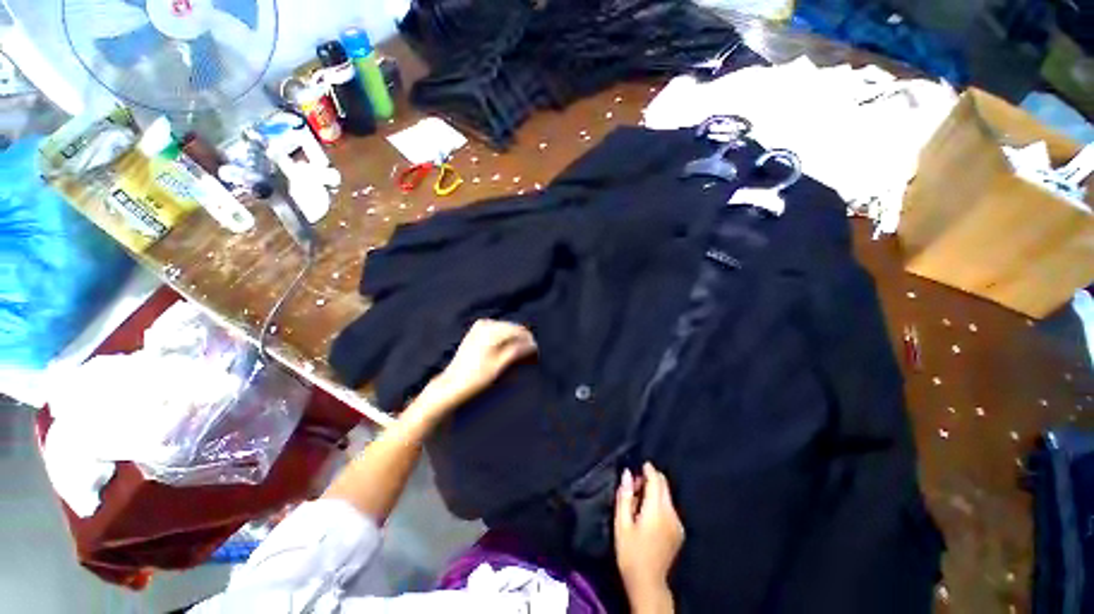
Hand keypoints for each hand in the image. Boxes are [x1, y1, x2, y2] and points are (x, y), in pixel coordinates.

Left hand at [430, 319, 536, 409]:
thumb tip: (533, 344)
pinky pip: (497, 331)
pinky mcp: (476, 331)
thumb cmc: (477, 377)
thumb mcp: (500, 365)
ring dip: (514, 340)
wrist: (452, 384)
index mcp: (492, 330)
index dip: (530, 341)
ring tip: (520, 355)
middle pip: (513, 328)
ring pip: (506, 329)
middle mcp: (486, 323)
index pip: (519, 330)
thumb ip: (517, 351)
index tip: (537, 353)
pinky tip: (507, 350)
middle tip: (530, 356)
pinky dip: (504, 339)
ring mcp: (480, 326)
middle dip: (522, 340)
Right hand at [614, 463, 684, 610]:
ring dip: (654, 491)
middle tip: (634, 486)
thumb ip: (625, 496)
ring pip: (667, 496)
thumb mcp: (621, 524)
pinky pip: (669, 507)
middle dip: (651, 479)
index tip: (639, 465)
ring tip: (639, 502)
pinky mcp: (679, 531)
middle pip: (664, 485)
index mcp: (657, 511)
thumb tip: (628, 473)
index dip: (648, 469)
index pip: (656, 480)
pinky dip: (659, 503)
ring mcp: (678, 523)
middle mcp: (671, 514)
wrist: (647, 583)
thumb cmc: (630, 553)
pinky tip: (648, 514)